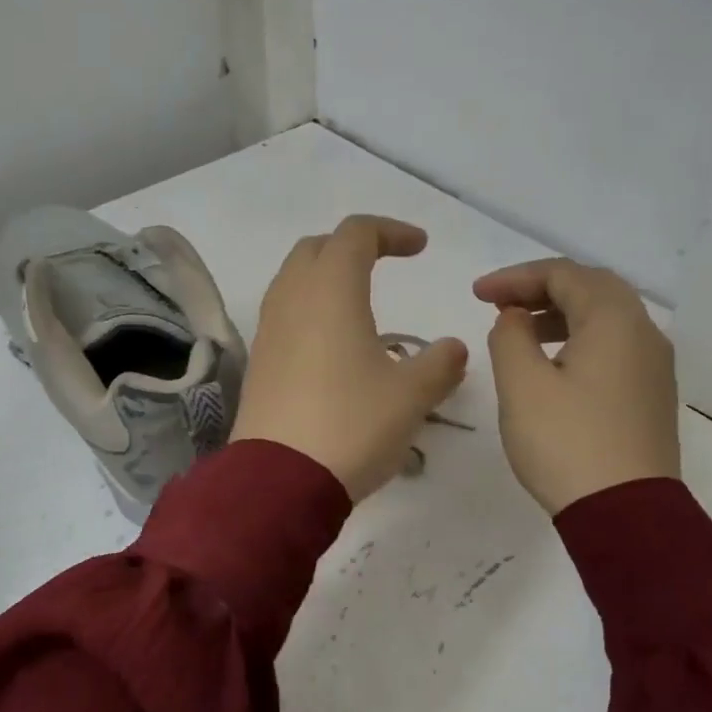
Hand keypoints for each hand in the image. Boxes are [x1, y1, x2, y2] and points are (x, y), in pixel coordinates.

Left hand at [232, 216, 469, 501]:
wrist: (279, 480)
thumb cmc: (351, 425)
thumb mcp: (411, 396)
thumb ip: (439, 364)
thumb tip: (452, 348)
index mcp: (331, 291)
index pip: (356, 233)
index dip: (390, 231)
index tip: (420, 247)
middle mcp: (293, 298)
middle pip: (317, 247)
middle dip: (353, 245)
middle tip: (385, 263)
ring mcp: (269, 329)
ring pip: (294, 278)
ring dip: (326, 274)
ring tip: (358, 300)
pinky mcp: (259, 360)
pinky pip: (283, 312)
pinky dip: (309, 307)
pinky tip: (332, 342)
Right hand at [474, 259, 679, 515]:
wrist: (626, 514)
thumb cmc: (566, 441)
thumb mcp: (522, 383)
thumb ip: (510, 336)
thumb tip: (516, 318)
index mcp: (614, 320)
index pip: (563, 274)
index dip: (515, 277)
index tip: (477, 295)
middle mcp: (643, 332)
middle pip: (591, 287)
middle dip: (540, 287)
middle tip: (500, 303)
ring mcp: (653, 365)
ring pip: (606, 316)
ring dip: (560, 311)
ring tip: (520, 328)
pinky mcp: (650, 393)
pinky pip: (614, 344)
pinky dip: (579, 336)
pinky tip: (553, 361)